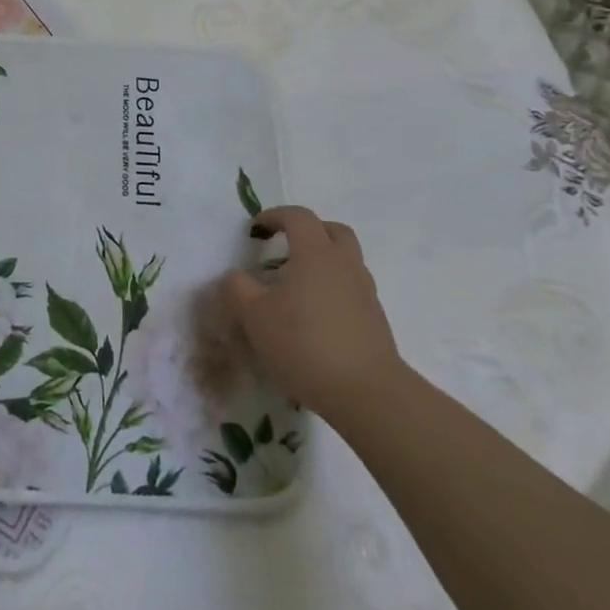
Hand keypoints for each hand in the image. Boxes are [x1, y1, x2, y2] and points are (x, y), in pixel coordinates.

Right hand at [222, 206, 402, 414]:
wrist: (367, 393)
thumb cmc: (304, 343)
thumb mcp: (254, 316)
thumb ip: (237, 289)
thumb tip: (235, 276)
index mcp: (315, 254)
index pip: (298, 217)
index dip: (275, 216)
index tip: (256, 229)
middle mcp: (345, 265)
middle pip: (332, 231)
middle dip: (308, 231)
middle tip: (285, 246)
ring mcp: (365, 292)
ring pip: (346, 261)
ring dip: (322, 262)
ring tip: (296, 286)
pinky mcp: (374, 320)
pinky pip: (351, 289)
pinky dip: (332, 289)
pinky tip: (314, 316)